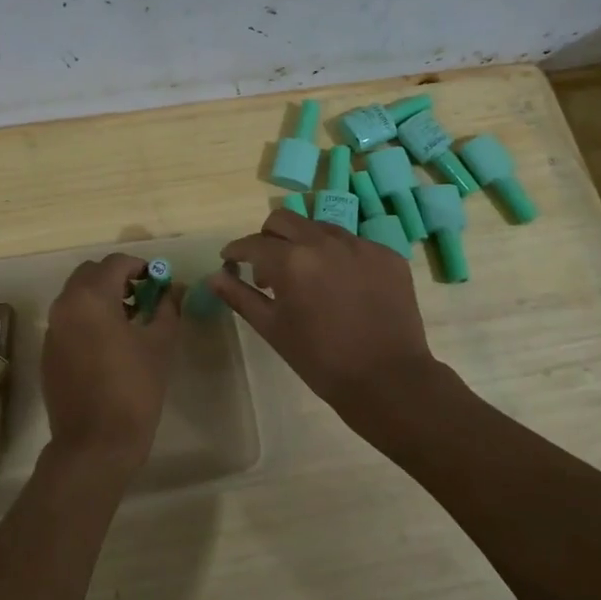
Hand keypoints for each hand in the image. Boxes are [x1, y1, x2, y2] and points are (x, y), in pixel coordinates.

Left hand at [40, 253, 180, 471]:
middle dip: (117, 278)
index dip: (140, 267)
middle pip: (90, 274)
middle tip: (143, 297)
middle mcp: (65, 306)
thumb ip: (167, 308)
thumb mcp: (160, 344)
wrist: (95, 443)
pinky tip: (109, 345)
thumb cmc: (134, 389)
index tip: (158, 282)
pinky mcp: (48, 352)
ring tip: (129, 321)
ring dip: (101, 297)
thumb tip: (173, 289)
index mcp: (91, 297)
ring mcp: (52, 330)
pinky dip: (87, 319)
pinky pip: (68, 320)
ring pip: (76, 296)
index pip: (116, 263)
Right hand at [209, 210, 437, 426]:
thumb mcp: (273, 328)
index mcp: (291, 260)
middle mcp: (324, 241)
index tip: (230, 261)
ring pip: (319, 227)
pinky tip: (341, 286)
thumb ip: (240, 297)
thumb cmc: (320, 359)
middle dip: (267, 238)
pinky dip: (337, 257)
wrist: (387, 379)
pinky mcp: (386, 254)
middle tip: (266, 266)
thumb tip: (213, 277)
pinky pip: (352, 243)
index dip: (235, 251)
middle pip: (283, 220)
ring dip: (303, 244)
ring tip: (307, 276)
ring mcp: (360, 245)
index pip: (252, 243)